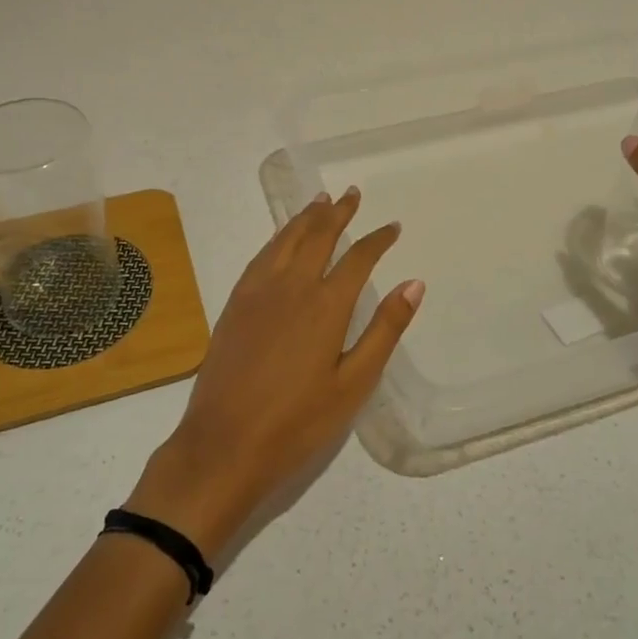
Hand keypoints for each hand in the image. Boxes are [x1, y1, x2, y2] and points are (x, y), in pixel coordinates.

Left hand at [125, 188, 423, 559]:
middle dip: (338, 212)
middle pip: (318, 236)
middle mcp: (291, 286)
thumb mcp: (353, 384)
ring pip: (286, 239)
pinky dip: (278, 236)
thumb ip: (384, 331)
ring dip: (307, 217)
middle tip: (352, 194)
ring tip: (320, 201)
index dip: (377, 239)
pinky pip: (262, 255)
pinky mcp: (235, 302)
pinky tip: (282, 238)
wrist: (223, 444)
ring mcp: (258, 291)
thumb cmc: (297, 423)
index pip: (358, 258)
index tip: (392, 227)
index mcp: (325, 305)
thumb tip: (414, 284)